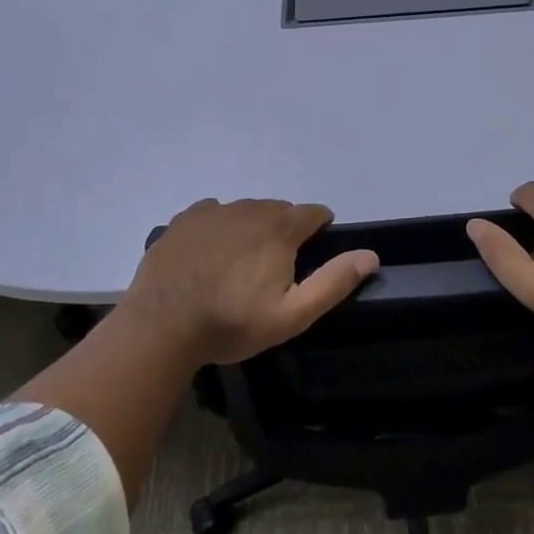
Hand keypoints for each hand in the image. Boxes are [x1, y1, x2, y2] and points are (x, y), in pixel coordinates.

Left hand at [116, 199, 378, 366]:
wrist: (162, 326)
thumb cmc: (232, 323)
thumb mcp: (292, 314)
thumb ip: (333, 282)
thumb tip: (371, 255)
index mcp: (280, 228)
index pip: (314, 213)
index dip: (319, 230)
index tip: (311, 254)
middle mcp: (249, 208)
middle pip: (280, 210)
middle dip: (285, 231)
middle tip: (274, 268)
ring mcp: (213, 211)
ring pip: (246, 210)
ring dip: (252, 228)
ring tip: (241, 264)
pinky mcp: (184, 219)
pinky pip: (213, 213)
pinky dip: (220, 227)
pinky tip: (210, 255)